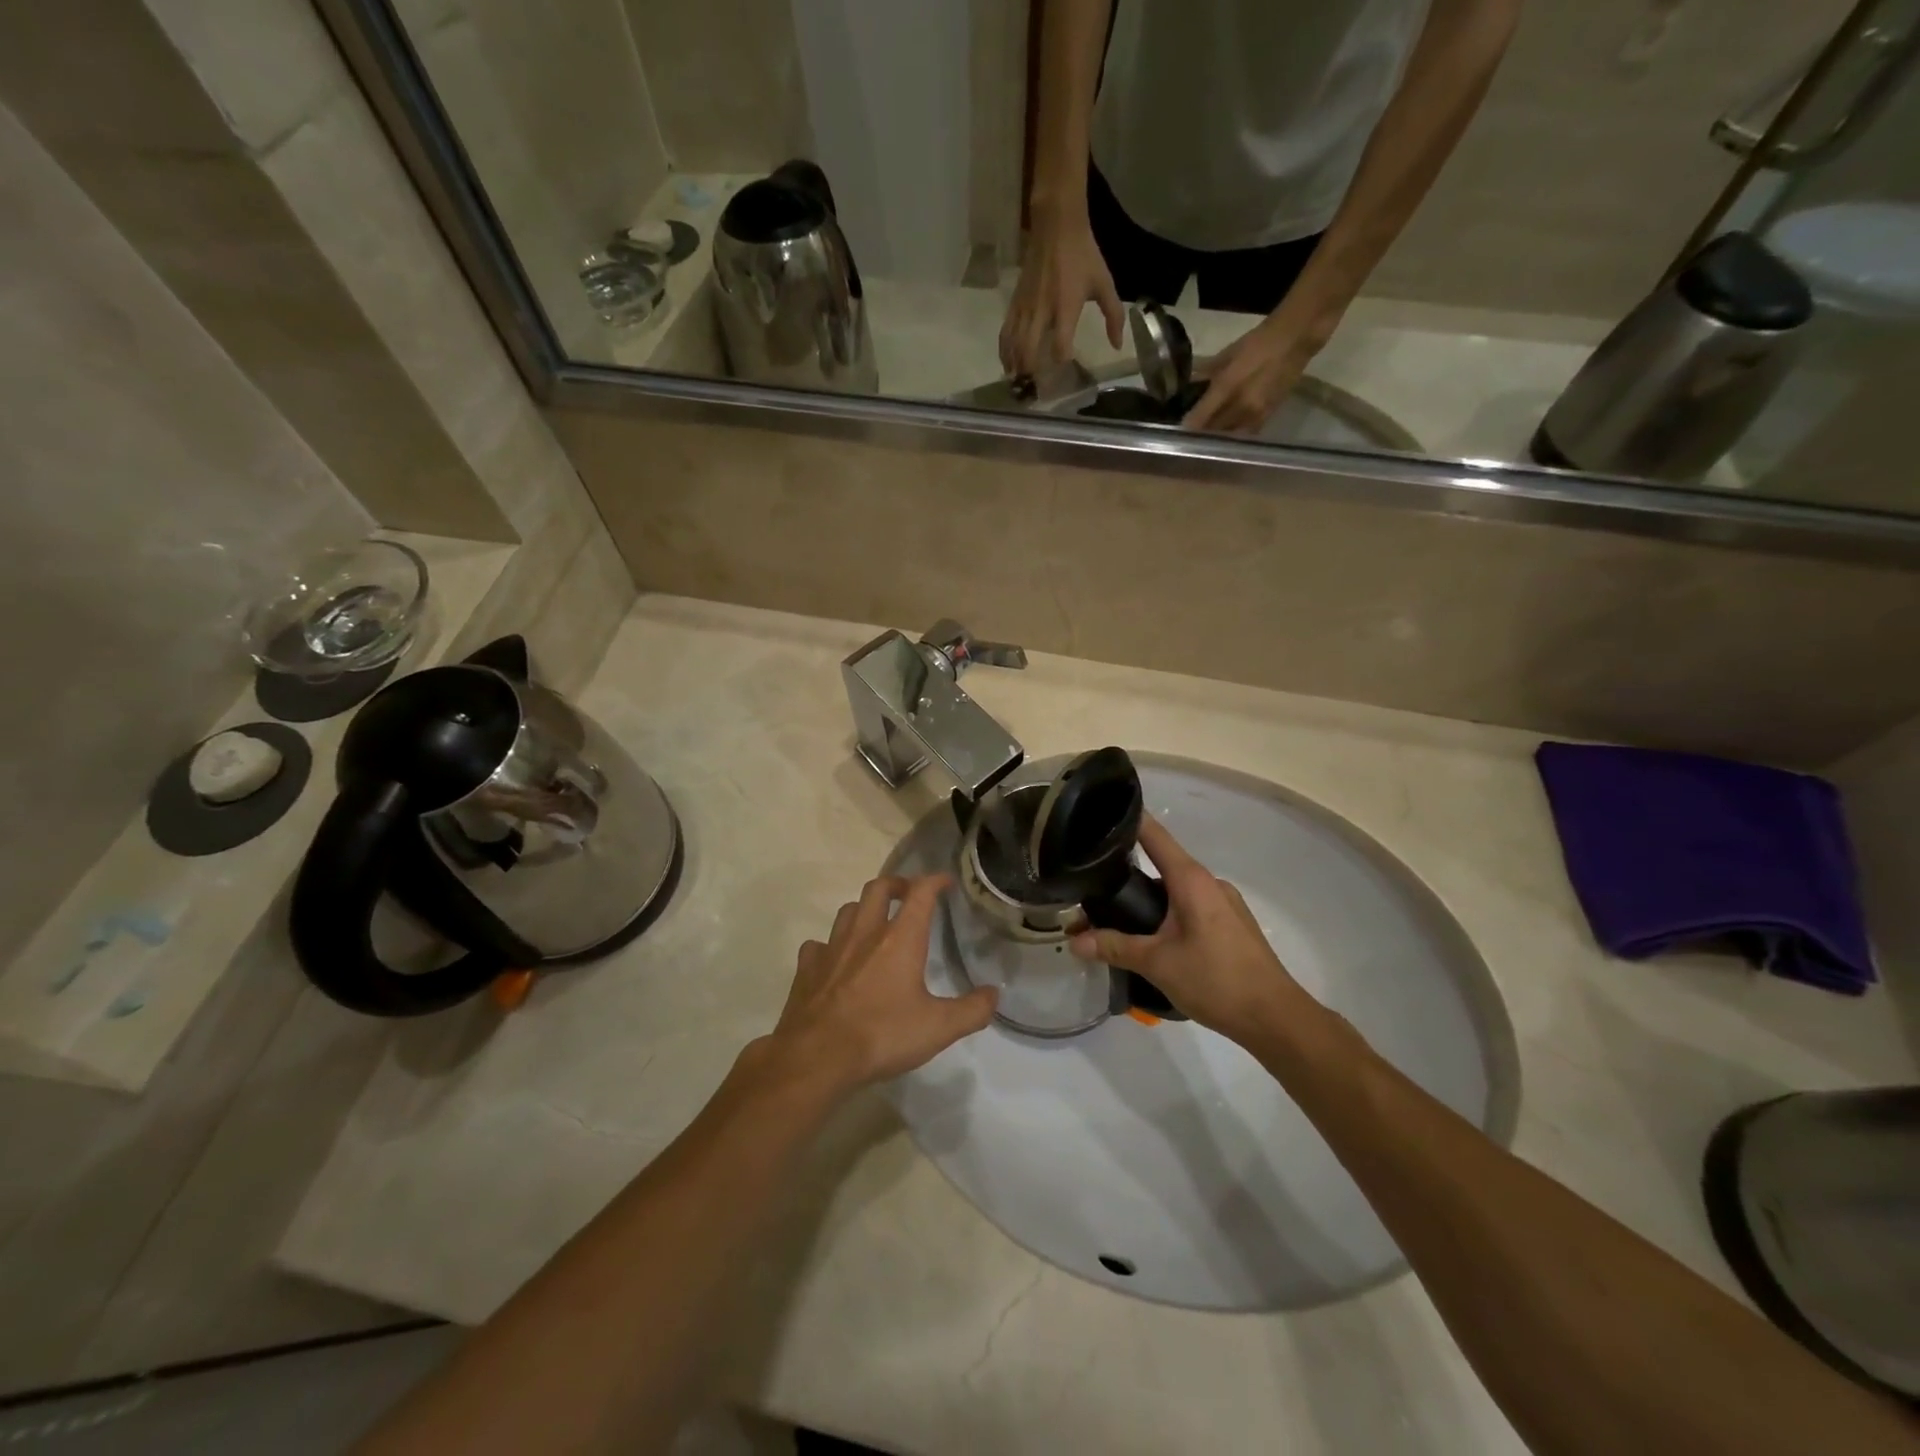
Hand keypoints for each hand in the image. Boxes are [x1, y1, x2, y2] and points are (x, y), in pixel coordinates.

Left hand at [763, 875, 995, 1096]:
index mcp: (900, 938)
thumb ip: (971, 1010)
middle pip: (878, 887)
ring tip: (874, 922)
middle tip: (908, 895)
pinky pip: (818, 944)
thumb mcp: (938, 1028)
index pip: (920, 893)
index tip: (946, 881)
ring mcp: (832, 948)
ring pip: (848, 910)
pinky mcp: (807, 968)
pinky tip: (835, 959)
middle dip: (897, 884)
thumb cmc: (882, 1035)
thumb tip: (994, 995)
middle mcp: (865, 932)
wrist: (817, 1057)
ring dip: (864, 909)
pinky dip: (830, 945)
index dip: (935, 881)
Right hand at [999, 208, 1124, 377]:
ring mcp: (1025, 307)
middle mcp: (1042, 310)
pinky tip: (1007, 363)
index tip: (1065, 367)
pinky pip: (1006, 331)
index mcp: (1066, 306)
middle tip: (1035, 386)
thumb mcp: (1104, 283)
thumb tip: (1117, 346)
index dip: (1061, 360)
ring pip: (1014, 344)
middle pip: (1030, 350)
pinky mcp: (1015, 302)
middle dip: (1031, 370)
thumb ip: (1113, 316)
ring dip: (1015, 365)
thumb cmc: (1084, 255)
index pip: (1060, 344)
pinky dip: (1004, 350)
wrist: (1056, 226)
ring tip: (1018, 381)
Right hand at [1068, 819, 1302, 1039]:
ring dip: (1147, 901)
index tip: (1099, 815)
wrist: (1274, 1018)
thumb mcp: (1157, 963)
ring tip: (1115, 919)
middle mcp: (1209, 883)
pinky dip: (1166, 916)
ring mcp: (1223, 904)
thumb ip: (1114, 947)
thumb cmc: (1216, 980)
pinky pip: (1190, 909)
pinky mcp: (1230, 926)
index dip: (1128, 821)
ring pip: (1175, 892)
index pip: (1154, 835)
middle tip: (1092, 887)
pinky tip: (1151, 941)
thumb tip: (1074, 940)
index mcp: (1191, 880)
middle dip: (1127, 875)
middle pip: (1161, 865)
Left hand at [1182, 315, 1315, 434]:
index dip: (1187, 427)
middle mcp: (1240, 406)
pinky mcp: (1268, 417)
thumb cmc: (1259, 341)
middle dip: (1200, 434)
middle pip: (1212, 431)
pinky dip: (1234, 435)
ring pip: (1228, 436)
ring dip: (1217, 438)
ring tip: (1208, 435)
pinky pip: (1245, 434)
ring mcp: (1255, 414)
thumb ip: (1207, 371)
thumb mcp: (1228, 353)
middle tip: (1191, 433)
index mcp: (1227, 387)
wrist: (1296, 338)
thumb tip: (1190, 383)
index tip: (1178, 430)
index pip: (1199, 418)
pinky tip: (1228, 431)